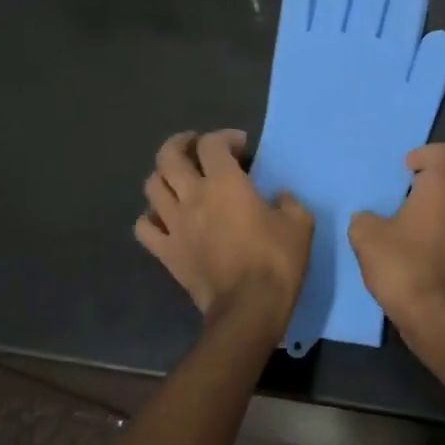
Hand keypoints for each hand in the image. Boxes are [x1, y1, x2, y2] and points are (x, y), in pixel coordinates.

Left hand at [136, 130, 312, 338]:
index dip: (224, 137)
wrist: (249, 307)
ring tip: (178, 179)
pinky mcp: (165, 251)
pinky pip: (143, 227)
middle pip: (169, 156)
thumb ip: (289, 202)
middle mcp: (192, 196)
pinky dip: (150, 217)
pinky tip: (164, 218)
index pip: (211, 144)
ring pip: (152, 186)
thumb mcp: (300, 224)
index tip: (241, 146)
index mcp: (225, 183)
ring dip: (164, 175)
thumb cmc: (276, 261)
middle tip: (196, 146)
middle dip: (181, 143)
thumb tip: (279, 197)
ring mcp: (174, 224)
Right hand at [348, 144, 444, 329]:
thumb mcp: (366, 237)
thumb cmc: (401, 264)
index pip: (444, 152)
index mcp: (442, 188)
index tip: (404, 169)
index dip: (423, 154)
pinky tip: (422, 242)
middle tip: (417, 184)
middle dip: (443, 172)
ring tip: (415, 216)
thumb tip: (366, 219)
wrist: (433, 313)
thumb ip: (364, 219)